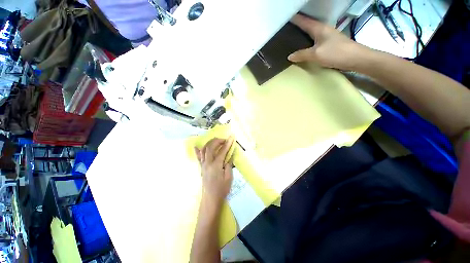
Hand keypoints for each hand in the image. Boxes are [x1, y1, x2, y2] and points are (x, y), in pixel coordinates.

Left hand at [195, 138, 233, 206]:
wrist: (210, 199)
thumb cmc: (221, 189)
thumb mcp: (229, 178)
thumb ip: (228, 165)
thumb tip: (229, 156)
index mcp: (216, 165)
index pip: (222, 151)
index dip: (227, 143)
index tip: (231, 137)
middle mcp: (208, 163)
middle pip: (211, 147)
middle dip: (217, 140)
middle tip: (224, 140)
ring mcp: (203, 165)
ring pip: (204, 150)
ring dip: (210, 143)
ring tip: (216, 141)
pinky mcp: (201, 167)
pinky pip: (198, 157)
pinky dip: (198, 151)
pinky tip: (196, 146)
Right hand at [288, 14, 368, 70]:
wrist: (355, 58)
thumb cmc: (336, 53)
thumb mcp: (316, 54)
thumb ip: (302, 55)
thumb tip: (290, 57)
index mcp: (319, 28)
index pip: (304, 21)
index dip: (296, 19)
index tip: (286, 18)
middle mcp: (323, 30)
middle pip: (308, 25)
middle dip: (298, 25)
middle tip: (287, 29)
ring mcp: (327, 36)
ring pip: (311, 32)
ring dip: (303, 33)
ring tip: (293, 37)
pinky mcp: (330, 43)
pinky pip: (315, 40)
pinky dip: (308, 41)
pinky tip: (304, 46)